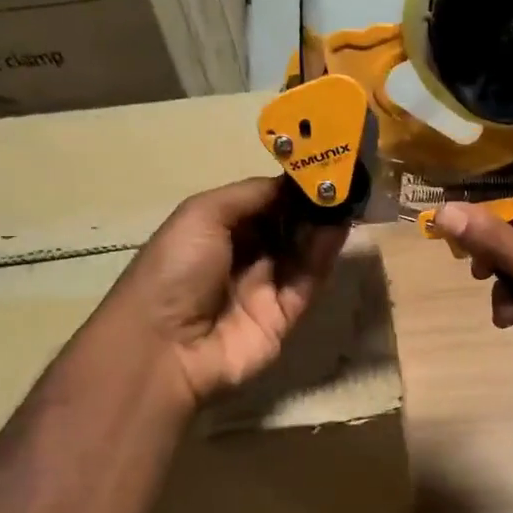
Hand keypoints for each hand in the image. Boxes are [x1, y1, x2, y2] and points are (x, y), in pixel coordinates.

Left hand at [112, 177, 347, 407]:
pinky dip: (323, 256)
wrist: (165, 345)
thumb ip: (251, 195)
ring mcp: (264, 288)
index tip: (319, 167)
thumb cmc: (175, 269)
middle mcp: (242, 258)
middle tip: (342, 182)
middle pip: (285, 227)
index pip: (262, 204)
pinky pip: (308, 282)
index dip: (288, 187)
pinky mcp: (284, 316)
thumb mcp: (202, 215)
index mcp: (215, 231)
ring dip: (322, 226)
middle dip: (311, 205)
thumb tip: (293, 182)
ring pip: (301, 253)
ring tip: (347, 199)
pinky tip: (338, 229)